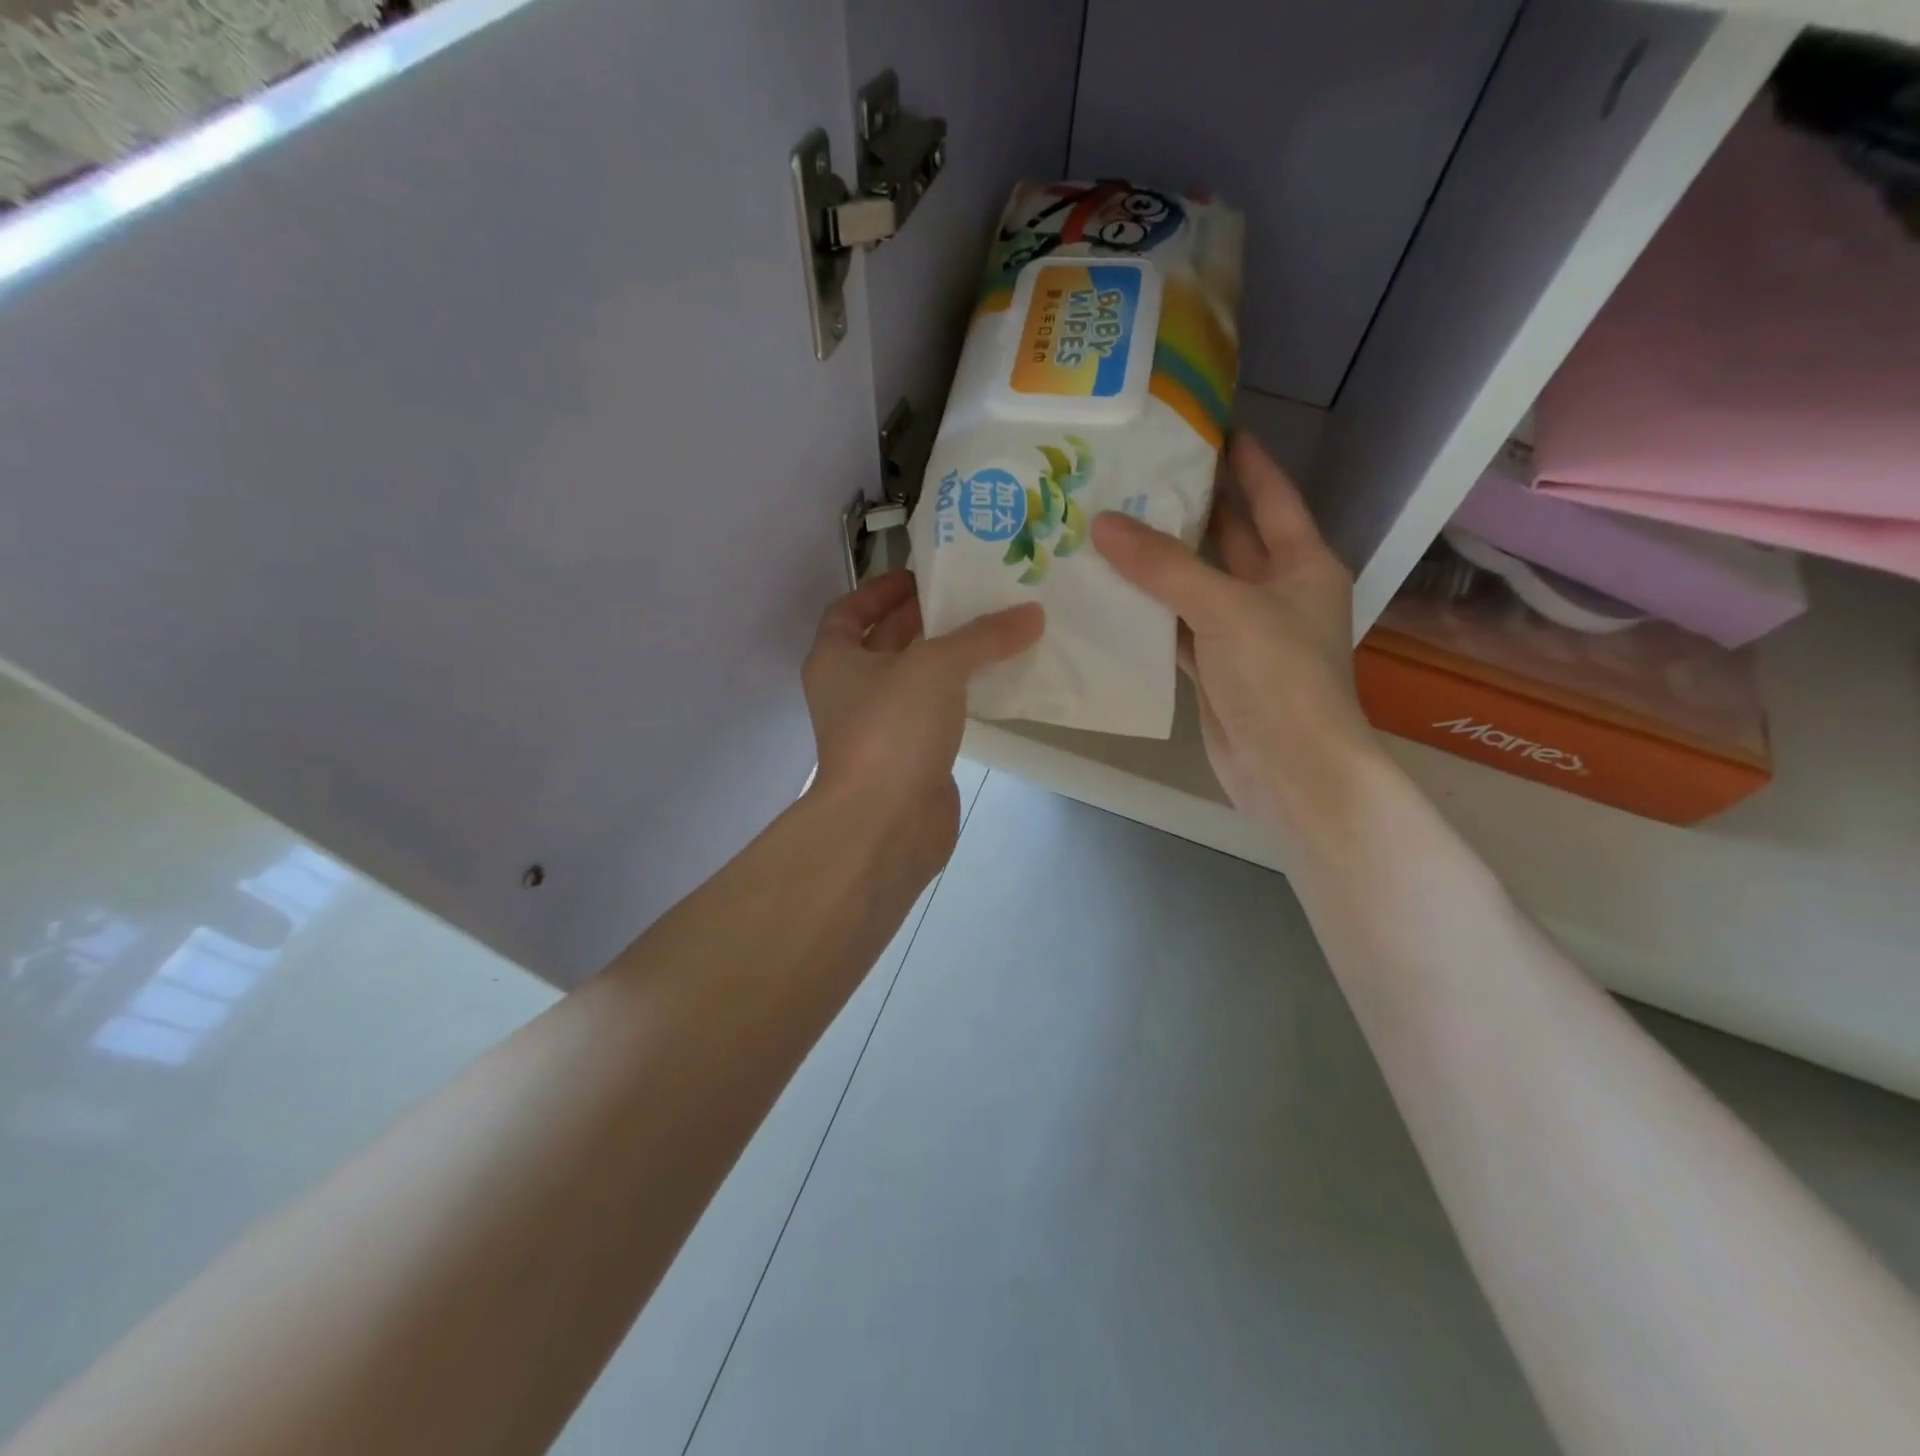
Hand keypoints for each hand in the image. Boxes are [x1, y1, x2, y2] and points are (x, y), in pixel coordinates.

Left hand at [802, 568, 1042, 878]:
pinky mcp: (911, 757)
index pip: (848, 611)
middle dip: (923, 619)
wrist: (885, 824)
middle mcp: (852, 691)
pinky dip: (960, 696)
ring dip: (948, 658)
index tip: (921, 576)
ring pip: (915, 680)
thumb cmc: (892, 729)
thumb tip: (1031, 613)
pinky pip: (937, 714)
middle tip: (972, 597)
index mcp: (834, 660)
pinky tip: (995, 682)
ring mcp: (881, 728)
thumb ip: (983, 636)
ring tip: (994, 632)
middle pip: (885, 642)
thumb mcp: (936, 666)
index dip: (880, 589)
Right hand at [1090, 433, 1374, 839]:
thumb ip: (1165, 566)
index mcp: (1302, 565)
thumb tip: (1103, 524)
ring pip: (1197, 587)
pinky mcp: (1217, 672)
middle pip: (1230, 539)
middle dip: (1191, 509)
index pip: (1271, 497)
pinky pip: (1178, 630)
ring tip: (1110, 528)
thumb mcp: (1227, 609)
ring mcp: (1244, 636)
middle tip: (1138, 477)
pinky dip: (1150, 616)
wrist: (1291, 771)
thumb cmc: (1279, 678)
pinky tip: (1112, 597)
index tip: (1210, 427)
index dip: (1245, 461)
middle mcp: (1276, 594)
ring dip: (1161, 565)